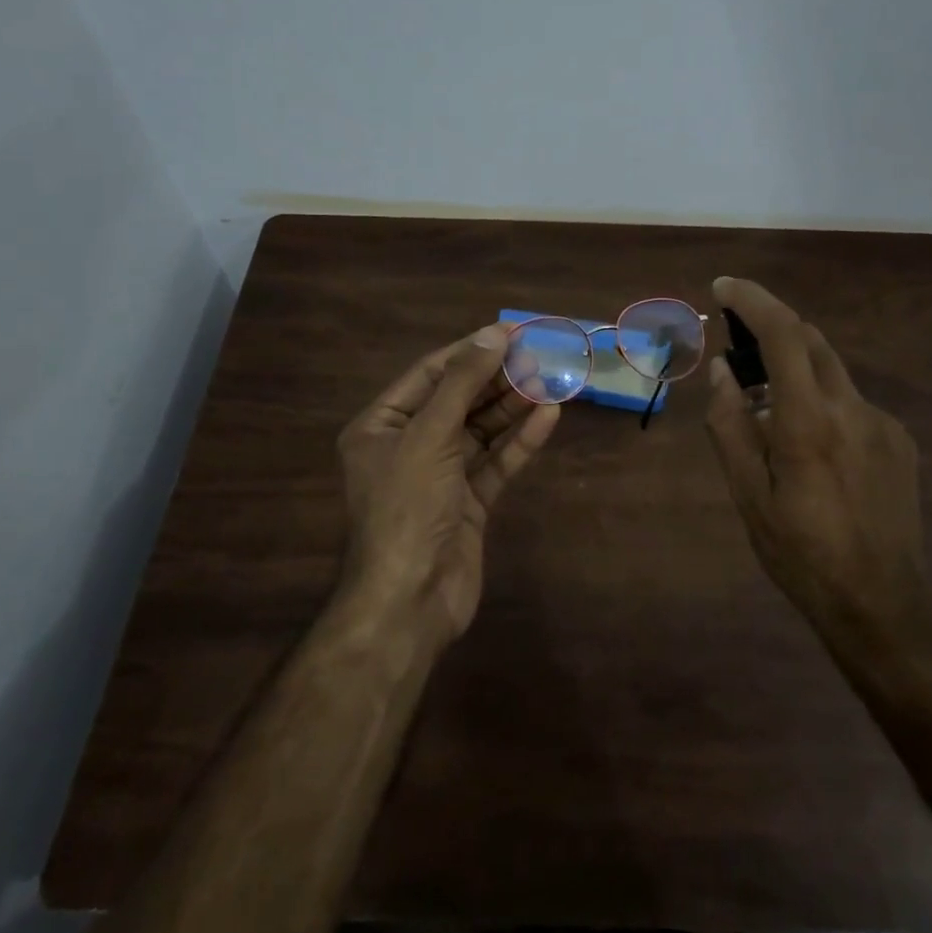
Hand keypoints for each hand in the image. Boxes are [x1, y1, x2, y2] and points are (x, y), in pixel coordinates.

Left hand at [336, 324, 560, 642]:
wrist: (410, 600)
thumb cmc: (407, 506)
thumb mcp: (429, 436)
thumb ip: (462, 384)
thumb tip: (492, 335)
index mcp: (381, 427)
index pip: (429, 375)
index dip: (469, 351)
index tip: (510, 332)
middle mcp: (408, 447)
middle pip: (458, 401)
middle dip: (496, 378)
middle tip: (539, 355)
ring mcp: (440, 477)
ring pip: (481, 431)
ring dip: (513, 407)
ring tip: (550, 379)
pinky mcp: (468, 504)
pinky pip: (495, 463)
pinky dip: (520, 442)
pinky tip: (548, 417)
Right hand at [704, 277, 931, 652]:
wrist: (882, 601)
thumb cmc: (800, 552)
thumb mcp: (747, 494)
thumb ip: (730, 425)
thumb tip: (722, 372)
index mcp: (809, 421)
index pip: (784, 335)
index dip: (753, 300)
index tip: (724, 287)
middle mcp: (852, 409)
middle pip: (811, 342)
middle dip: (772, 329)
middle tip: (738, 349)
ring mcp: (883, 423)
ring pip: (831, 373)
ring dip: (795, 372)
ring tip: (768, 415)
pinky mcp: (900, 441)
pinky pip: (851, 404)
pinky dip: (821, 403)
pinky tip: (812, 450)